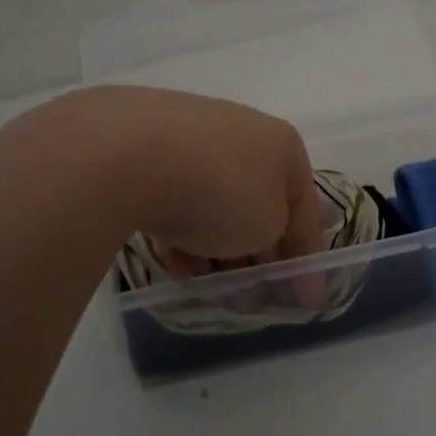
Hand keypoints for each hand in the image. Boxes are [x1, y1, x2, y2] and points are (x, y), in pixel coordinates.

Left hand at [0, 86, 326, 302]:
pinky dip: (181, 230)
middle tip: (250, 297)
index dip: (308, 260)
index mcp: (281, 143)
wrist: (126, 153)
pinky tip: (174, 262)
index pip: (305, 209)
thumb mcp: (268, 226)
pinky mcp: (146, 146)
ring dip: (218, 248)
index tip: (307, 303)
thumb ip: (276, 240)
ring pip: (214, 202)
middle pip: (257, 205)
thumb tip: (260, 244)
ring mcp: (190, 134)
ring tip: (210, 288)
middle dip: (257, 255)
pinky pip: (176, 197)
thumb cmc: (219, 191)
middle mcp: (241, 132)